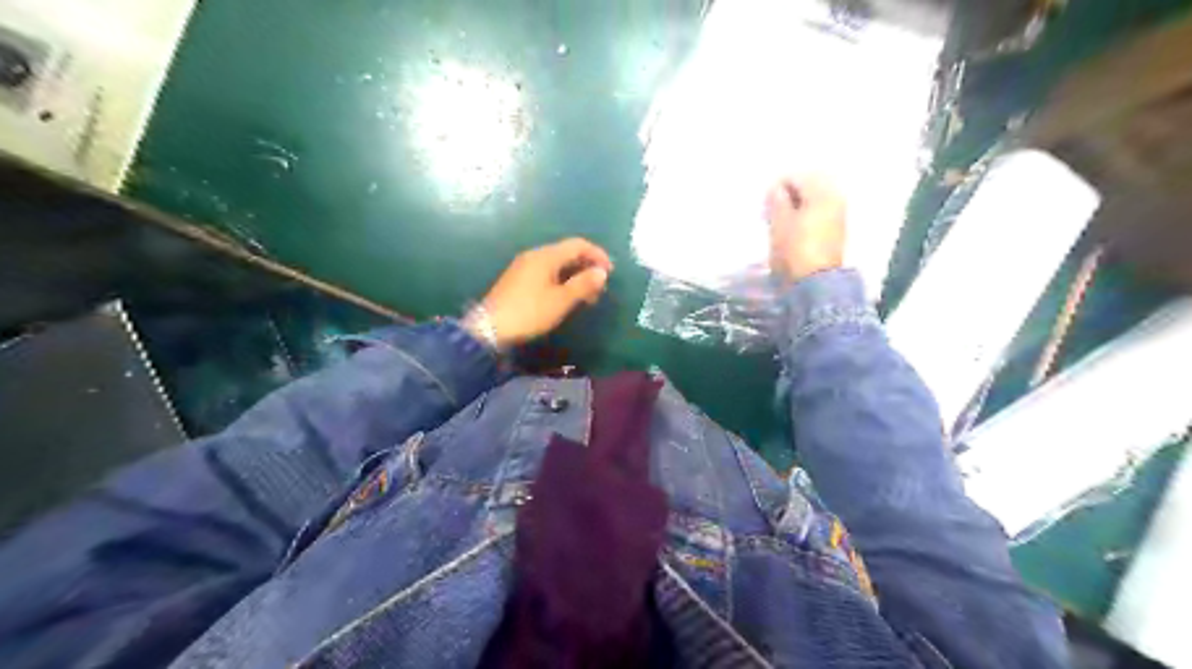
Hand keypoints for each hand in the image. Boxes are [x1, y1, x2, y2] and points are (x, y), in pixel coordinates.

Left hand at [472, 239, 614, 346]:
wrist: (489, 328)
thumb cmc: (529, 312)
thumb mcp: (561, 300)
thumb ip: (583, 284)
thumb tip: (602, 272)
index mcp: (546, 256)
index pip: (578, 244)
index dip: (598, 255)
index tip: (611, 273)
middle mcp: (535, 255)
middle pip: (567, 253)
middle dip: (587, 267)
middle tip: (599, 289)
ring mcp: (524, 267)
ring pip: (557, 264)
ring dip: (575, 276)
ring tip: (586, 297)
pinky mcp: (518, 279)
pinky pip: (547, 272)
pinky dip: (562, 281)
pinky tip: (566, 298)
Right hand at [763, 175, 845, 280]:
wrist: (815, 283)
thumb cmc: (795, 249)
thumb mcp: (780, 223)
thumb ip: (777, 201)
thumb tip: (776, 189)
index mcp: (822, 193)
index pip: (797, 177)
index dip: (777, 185)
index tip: (764, 201)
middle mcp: (835, 199)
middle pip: (808, 187)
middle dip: (788, 195)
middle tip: (770, 209)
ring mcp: (838, 216)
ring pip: (813, 201)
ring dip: (795, 206)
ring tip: (778, 221)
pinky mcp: (836, 232)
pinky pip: (818, 214)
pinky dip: (804, 216)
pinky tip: (792, 228)